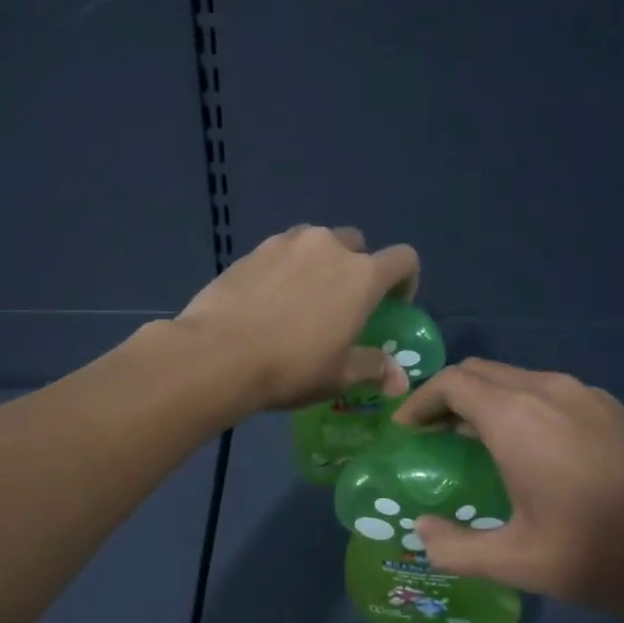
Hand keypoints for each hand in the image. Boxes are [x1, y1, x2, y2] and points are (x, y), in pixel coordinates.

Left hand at [175, 225, 419, 414]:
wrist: (217, 354)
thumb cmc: (291, 367)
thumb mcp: (338, 376)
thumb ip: (374, 368)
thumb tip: (400, 379)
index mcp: (362, 276)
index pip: (403, 259)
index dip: (405, 280)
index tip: (393, 305)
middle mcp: (329, 247)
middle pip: (357, 245)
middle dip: (358, 268)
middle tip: (342, 304)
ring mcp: (287, 243)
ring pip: (317, 242)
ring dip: (320, 262)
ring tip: (303, 298)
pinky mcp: (253, 249)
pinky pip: (282, 251)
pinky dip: (286, 267)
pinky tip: (269, 299)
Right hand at [392, 359, 623, 622]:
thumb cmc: (604, 553)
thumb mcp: (520, 562)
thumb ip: (457, 549)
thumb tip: (423, 534)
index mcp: (517, 417)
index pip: (452, 383)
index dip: (420, 402)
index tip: (403, 430)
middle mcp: (548, 391)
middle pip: (482, 372)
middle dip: (449, 396)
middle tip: (432, 435)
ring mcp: (588, 396)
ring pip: (518, 378)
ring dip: (486, 400)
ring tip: (473, 441)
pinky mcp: (614, 410)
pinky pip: (549, 391)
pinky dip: (519, 406)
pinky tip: (529, 449)